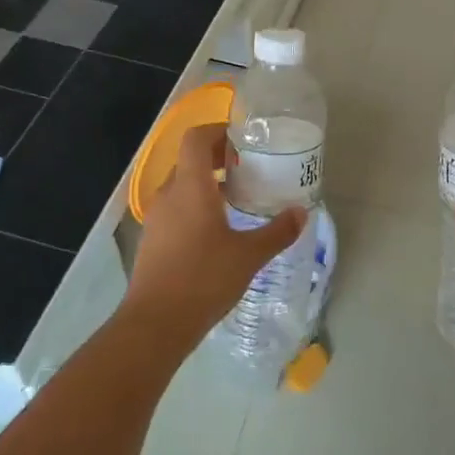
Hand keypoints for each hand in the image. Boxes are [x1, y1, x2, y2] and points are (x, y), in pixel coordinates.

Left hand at [128, 125, 306, 344]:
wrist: (156, 323)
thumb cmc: (204, 279)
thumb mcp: (249, 255)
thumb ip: (277, 231)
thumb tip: (302, 213)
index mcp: (190, 186)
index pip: (196, 138)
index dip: (217, 131)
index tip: (243, 141)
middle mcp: (169, 194)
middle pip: (189, 160)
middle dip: (217, 158)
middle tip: (248, 169)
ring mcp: (156, 217)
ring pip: (182, 186)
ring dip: (207, 183)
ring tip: (237, 199)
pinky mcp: (152, 239)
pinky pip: (175, 208)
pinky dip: (195, 206)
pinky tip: (218, 230)